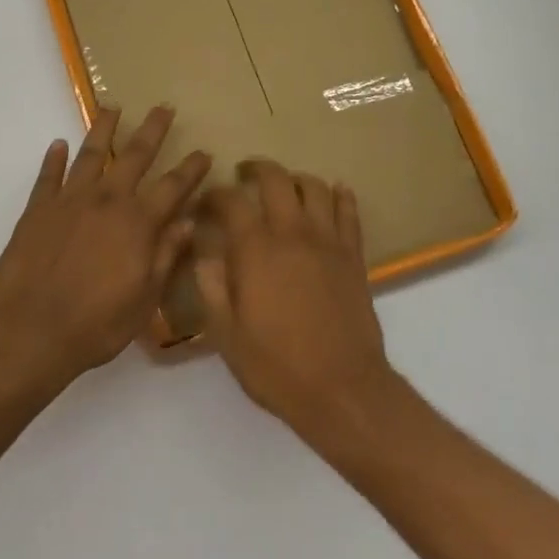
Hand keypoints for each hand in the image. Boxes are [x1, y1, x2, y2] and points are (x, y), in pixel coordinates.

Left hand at [0, 105, 209, 386]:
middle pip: (134, 155)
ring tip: (111, 107)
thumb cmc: (96, 324)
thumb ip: (166, 255)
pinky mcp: (37, 210)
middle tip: (163, 107)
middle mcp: (106, 201)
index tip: (204, 151)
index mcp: (137, 223)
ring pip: (90, 154)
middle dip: (152, 130)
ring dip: (103, 129)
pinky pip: (48, 176)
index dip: (191, 169)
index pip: (173, 187)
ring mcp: (69, 201)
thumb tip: (188, 222)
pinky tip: (58, 144)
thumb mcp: (144, 298)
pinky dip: (54, 158)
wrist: (29, 331)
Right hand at [194, 160, 398, 434]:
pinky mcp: (353, 256)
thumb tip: (205, 253)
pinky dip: (340, 195)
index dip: (215, 195)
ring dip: (296, 179)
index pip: (231, 202)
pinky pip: (349, 212)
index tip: (205, 203)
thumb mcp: (226, 335)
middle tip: (244, 175)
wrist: (342, 389)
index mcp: (256, 250)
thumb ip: (212, 287)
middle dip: (256, 169)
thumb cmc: (276, 366)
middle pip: (276, 179)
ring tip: (285, 186)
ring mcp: (328, 242)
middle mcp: (292, 234)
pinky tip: (335, 192)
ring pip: (315, 187)